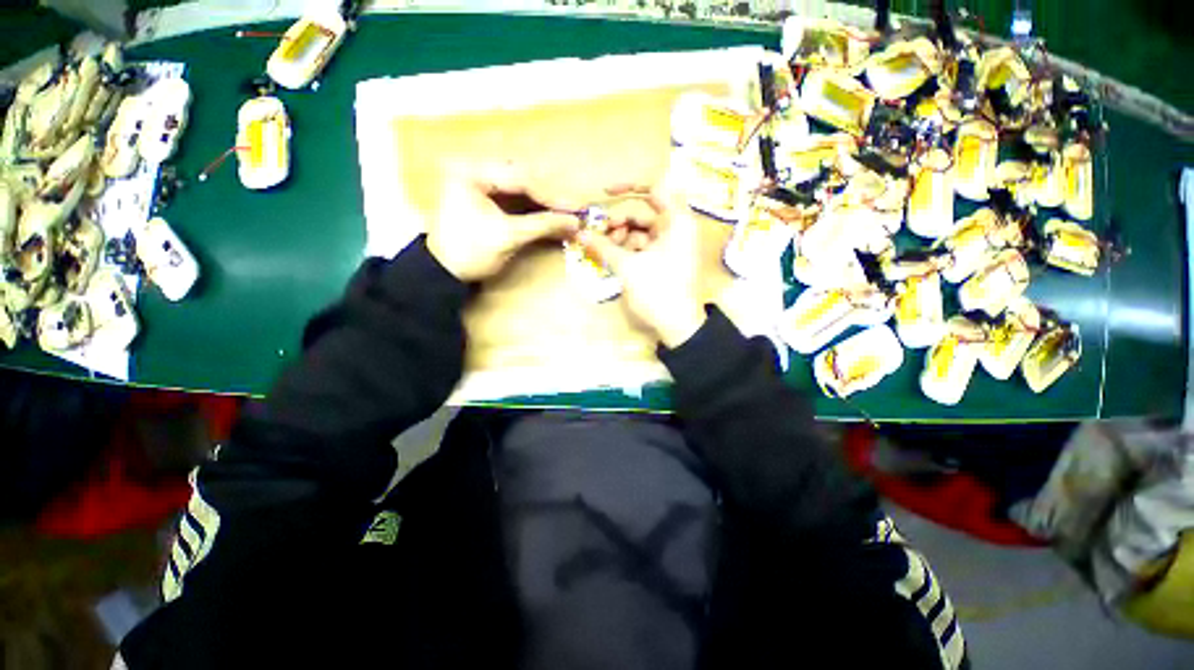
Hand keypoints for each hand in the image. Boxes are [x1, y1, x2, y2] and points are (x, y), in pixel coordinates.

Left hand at [427, 162, 580, 281]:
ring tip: (567, 216)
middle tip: (574, 211)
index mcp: (472, 171)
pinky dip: (534, 210)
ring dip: (544, 204)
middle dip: (550, 198)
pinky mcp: (486, 198)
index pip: (521, 179)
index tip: (576, 209)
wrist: (443, 273)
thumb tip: (576, 223)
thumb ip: (543, 225)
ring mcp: (480, 183)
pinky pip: (516, 200)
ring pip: (522, 190)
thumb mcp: (508, 237)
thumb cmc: (470, 252)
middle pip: (523, 180)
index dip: (552, 196)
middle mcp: (476, 169)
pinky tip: (551, 218)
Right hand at [580, 185, 706, 347]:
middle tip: (598, 233)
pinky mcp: (664, 260)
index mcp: (676, 221)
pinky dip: (627, 250)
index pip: (655, 188)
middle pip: (643, 213)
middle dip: (618, 221)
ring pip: (640, 231)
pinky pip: (642, 246)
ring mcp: (670, 245)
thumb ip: (603, 247)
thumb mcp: (628, 267)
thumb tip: (579, 233)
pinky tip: (611, 258)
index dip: (629, 186)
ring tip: (603, 250)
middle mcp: (676, 228)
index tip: (605, 193)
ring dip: (620, 238)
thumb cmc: (658, 291)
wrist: (679, 326)